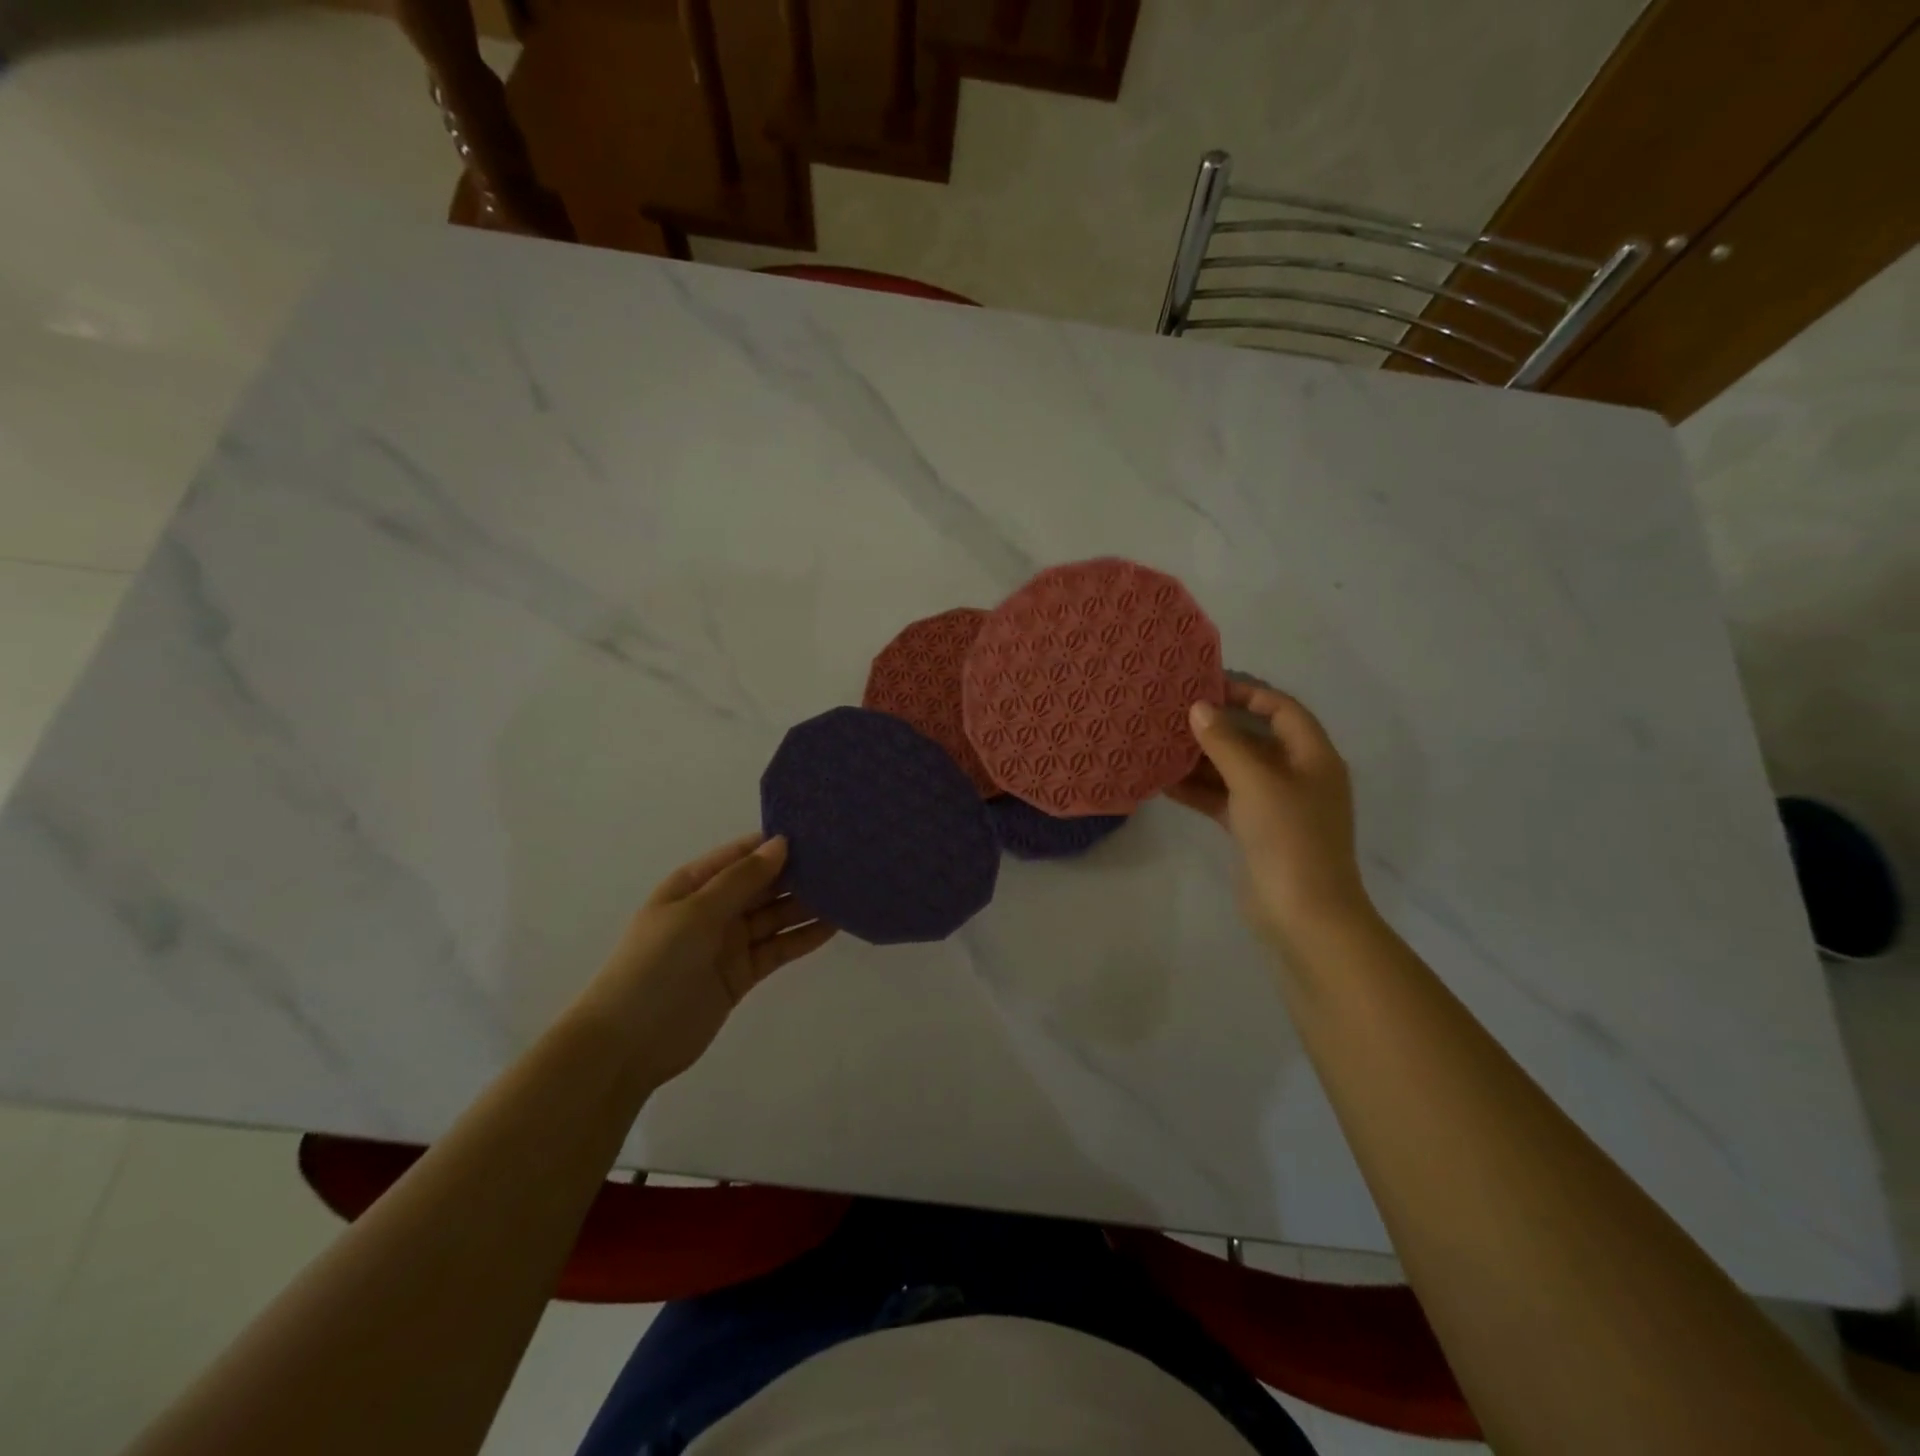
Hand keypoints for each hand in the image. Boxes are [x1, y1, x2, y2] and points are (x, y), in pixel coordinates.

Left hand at [585, 834, 835, 1085]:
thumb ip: (741, 879)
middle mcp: (713, 909)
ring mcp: (729, 942)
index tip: (817, 832)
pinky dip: (803, 937)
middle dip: (797, 874)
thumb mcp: (696, 913)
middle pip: (762, 885)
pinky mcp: (742, 973)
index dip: (774, 844)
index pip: (741, 855)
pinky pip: (778, 948)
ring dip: (806, 905)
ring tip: (846, 890)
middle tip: (842, 861)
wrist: (628, 1044)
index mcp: (693, 885)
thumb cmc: (655, 965)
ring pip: (775, 916)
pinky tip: (833, 925)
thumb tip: (780, 843)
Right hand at [1167, 680, 1374, 947]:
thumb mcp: (1256, 782)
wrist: (1304, 915)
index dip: (1248, 693)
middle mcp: (1297, 776)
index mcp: (1312, 757)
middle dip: (1216, 727)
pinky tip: (1164, 783)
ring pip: (1234, 771)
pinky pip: (1224, 800)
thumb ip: (1225, 743)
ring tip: (1160, 745)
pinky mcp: (1255, 831)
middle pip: (1255, 739)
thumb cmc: (1289, 838)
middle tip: (1173, 714)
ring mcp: (1276, 806)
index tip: (1207, 686)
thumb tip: (1198, 708)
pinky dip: (1198, 791)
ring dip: (1201, 760)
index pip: (1282, 710)